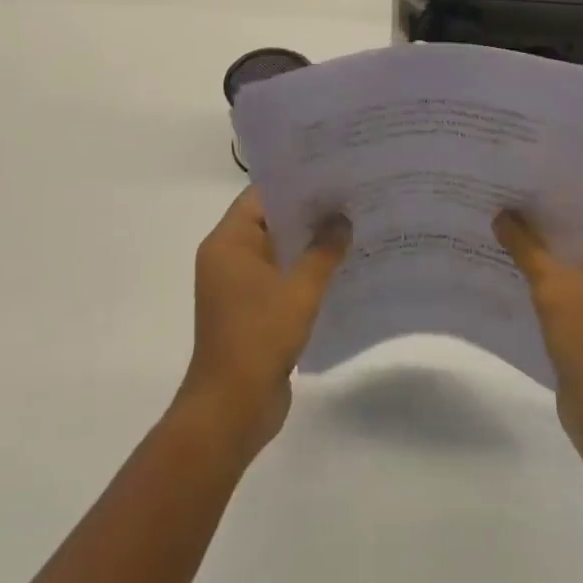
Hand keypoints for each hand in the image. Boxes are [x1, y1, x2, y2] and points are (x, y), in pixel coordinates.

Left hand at [180, 187, 350, 456]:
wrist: (231, 409)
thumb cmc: (259, 338)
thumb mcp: (299, 290)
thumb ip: (323, 251)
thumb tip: (343, 219)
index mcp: (228, 243)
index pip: (261, 196)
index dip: (296, 183)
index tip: (332, 174)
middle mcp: (229, 258)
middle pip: (271, 221)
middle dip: (309, 213)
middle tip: (351, 197)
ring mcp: (239, 286)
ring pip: (279, 251)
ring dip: (310, 244)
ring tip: (353, 227)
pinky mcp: (252, 311)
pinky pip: (281, 278)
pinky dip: (305, 272)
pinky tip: (342, 269)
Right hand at [494, 184, 582, 456]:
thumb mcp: (553, 287)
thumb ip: (525, 245)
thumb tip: (501, 213)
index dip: (564, 183)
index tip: (526, 173)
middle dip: (550, 211)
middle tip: (506, 194)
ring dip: (548, 242)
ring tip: (503, 223)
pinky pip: (580, 279)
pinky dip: (554, 270)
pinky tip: (515, 264)